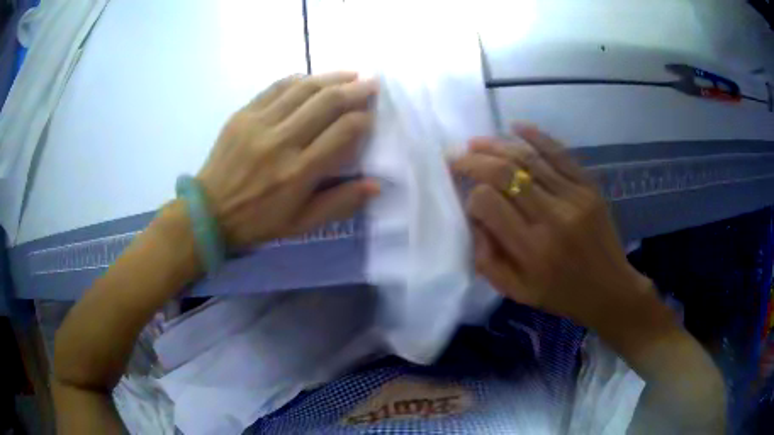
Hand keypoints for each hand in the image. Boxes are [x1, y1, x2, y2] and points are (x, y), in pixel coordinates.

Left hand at [197, 72, 379, 248]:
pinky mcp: (243, 114)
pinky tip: (313, 78)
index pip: (343, 132)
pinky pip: (276, 87)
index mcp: (299, 172)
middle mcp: (281, 142)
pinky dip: (299, 79)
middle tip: (372, 83)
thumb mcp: (301, 224)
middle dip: (356, 90)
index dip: (364, 120)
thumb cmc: (257, 221)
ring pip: (303, 89)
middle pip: (327, 103)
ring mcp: (259, 124)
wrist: (208, 211)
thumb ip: (339, 204)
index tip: (372, 117)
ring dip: (332, 77)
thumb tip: (376, 184)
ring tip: (351, 75)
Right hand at [451, 125, 651, 328]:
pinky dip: (536, 136)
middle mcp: (553, 218)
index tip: (468, 199)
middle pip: (505, 173)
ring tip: (477, 142)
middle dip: (475, 160)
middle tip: (458, 157)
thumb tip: (473, 218)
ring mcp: (574, 197)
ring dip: (498, 144)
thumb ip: (486, 259)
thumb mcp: (516, 291)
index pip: (488, 203)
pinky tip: (516, 127)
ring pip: (529, 158)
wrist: (610, 289)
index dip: (471, 196)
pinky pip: (559, 153)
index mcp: (532, 250)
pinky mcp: (589, 186)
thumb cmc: (561, 294)